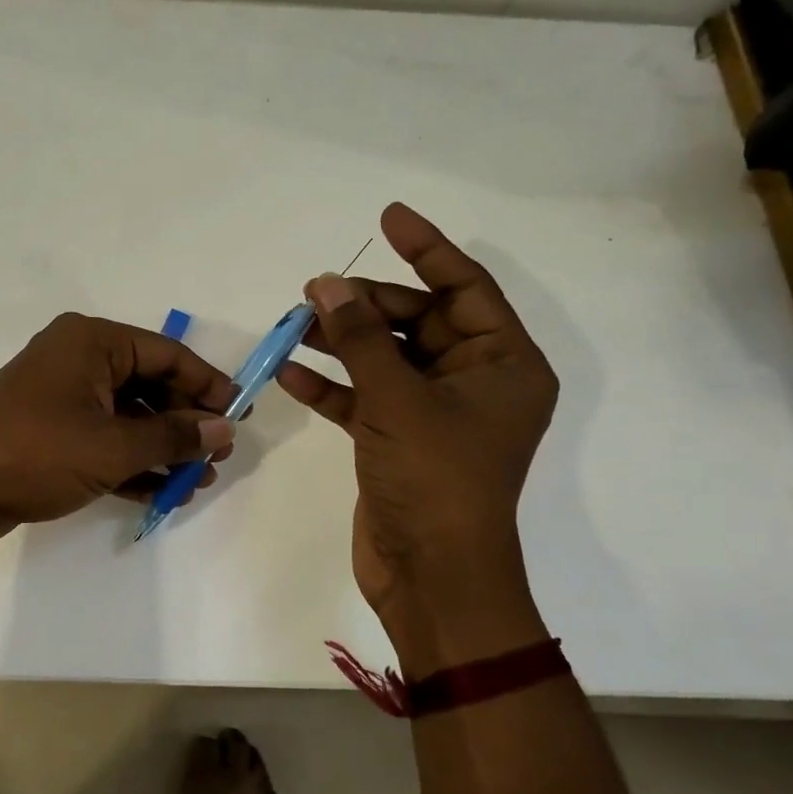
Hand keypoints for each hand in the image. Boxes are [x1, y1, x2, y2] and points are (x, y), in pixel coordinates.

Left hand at [0, 312, 236, 557]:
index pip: (166, 355)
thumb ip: (173, 436)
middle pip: (148, 385)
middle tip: (216, 459)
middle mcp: (75, 360)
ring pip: (125, 418)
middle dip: (184, 424)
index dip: (207, 386)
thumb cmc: (35, 453)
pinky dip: (130, 463)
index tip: (239, 418)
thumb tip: (223, 429)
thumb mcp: (113, 446)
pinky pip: (101, 441)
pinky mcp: (46, 435)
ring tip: (194, 483)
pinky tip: (161, 492)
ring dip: (160, 449)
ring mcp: (58, 399)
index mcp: (91, 342)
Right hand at [276, 203, 557, 663]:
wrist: (431, 575)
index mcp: (502, 364)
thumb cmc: (434, 478)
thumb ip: (362, 338)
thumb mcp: (398, 399)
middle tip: (316, 288)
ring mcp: (432, 413)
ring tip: (296, 321)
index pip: (466, 288)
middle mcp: (472, 382)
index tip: (388, 218)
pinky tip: (290, 373)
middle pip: (419, 322)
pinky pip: (364, 398)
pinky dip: (331, 386)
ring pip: (385, 359)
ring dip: (343, 341)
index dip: (427, 249)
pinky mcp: (397, 441)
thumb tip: (330, 284)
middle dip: (368, 304)